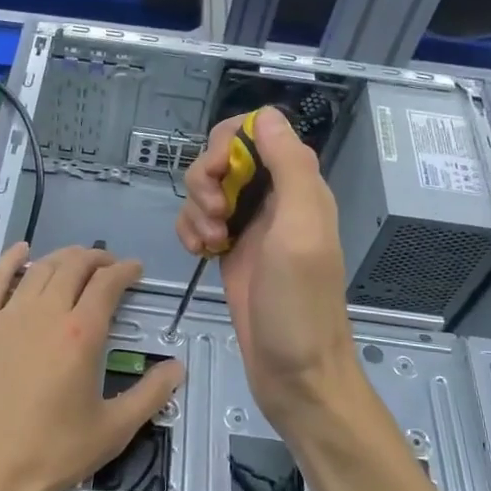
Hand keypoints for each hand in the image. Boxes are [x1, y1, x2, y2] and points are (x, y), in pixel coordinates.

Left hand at [0, 243, 184, 490]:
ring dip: (62, 257)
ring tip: (75, 260)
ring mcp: (6, 315)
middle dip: (96, 258)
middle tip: (109, 265)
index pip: (108, 285)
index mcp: (81, 334)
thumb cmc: (45, 453)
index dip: (125, 271)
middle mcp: (45, 313)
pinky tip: (21, 250)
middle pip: (74, 267)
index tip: (135, 270)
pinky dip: (11, 259)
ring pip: (39, 269)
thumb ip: (149, 396)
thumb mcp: (110, 433)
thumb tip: (177, 368)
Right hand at [175, 107, 359, 425]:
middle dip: (206, 179)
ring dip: (197, 208)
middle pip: (224, 157)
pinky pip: (198, 221)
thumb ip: (289, 168)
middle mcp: (273, 199)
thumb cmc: (299, 304)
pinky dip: (190, 230)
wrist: (295, 374)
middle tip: (215, 215)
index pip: (257, 132)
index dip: (228, 144)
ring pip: (207, 189)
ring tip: (210, 243)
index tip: (218, 175)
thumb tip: (267, 115)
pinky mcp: (229, 251)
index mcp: (298, 186)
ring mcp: (249, 226)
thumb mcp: (300, 230)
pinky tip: (199, 253)